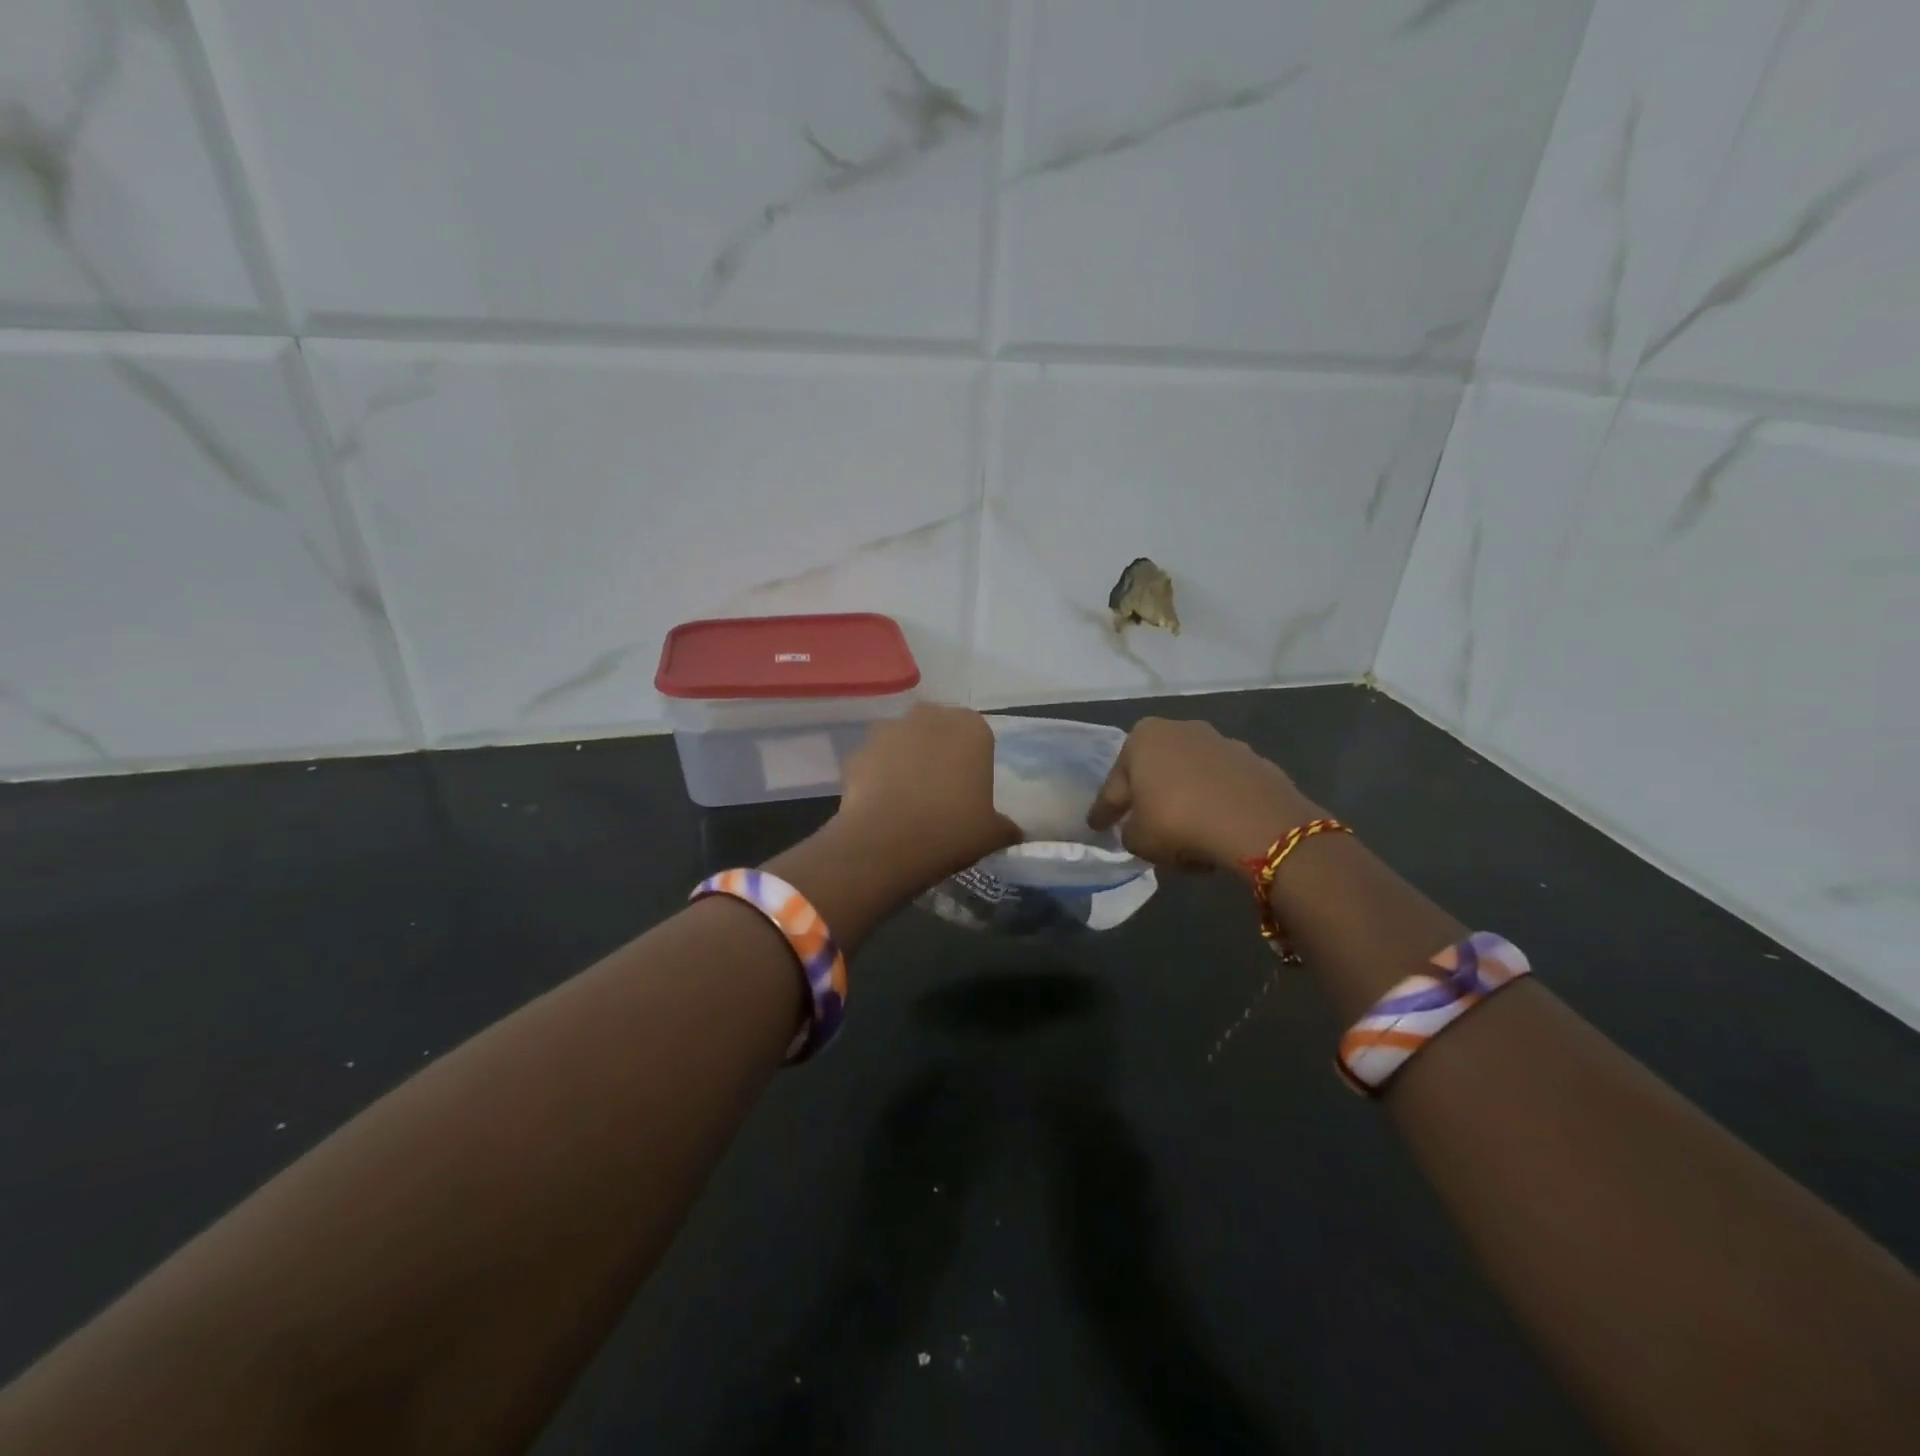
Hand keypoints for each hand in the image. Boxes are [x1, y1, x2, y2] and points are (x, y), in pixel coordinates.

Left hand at [835, 704, 1020, 884]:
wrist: (887, 841)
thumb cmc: (952, 829)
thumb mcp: (992, 833)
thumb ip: (1005, 826)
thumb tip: (1013, 831)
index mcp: (971, 728)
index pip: (977, 736)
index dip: (971, 762)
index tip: (968, 789)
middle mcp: (930, 716)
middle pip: (937, 731)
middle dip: (937, 752)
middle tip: (938, 791)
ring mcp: (889, 729)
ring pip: (903, 742)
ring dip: (905, 760)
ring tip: (906, 800)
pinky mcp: (858, 750)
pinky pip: (874, 761)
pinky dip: (876, 776)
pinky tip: (880, 806)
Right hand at [1087, 717, 1322, 870]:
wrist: (1257, 822)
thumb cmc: (1179, 820)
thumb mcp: (1138, 839)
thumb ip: (1130, 832)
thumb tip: (1139, 830)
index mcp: (1143, 737)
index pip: (1115, 784)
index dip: (1104, 810)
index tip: (1097, 826)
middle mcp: (1181, 730)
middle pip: (1155, 773)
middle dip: (1149, 798)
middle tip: (1143, 827)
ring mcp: (1222, 742)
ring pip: (1191, 780)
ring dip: (1185, 803)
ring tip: (1185, 837)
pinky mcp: (1255, 762)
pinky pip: (1222, 790)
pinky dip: (1215, 806)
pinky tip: (1216, 832)